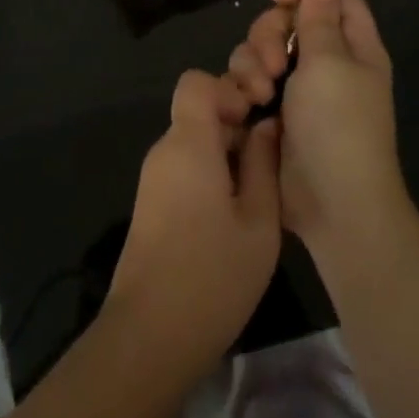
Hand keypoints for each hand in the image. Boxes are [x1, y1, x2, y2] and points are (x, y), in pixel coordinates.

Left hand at [106, 69, 282, 378]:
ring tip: (258, 193)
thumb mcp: (259, 222)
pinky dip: (210, 173)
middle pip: (197, 111)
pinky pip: (184, 167)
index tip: (256, 118)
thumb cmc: (213, 275)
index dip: (228, 89)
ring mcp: (154, 178)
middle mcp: (165, 150)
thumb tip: (267, 125)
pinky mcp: (152, 203)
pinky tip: (234, 214)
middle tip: (268, 162)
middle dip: (234, 123)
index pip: (196, 82)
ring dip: (226, 152)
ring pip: (193, 141)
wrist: (149, 335)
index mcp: (188, 143)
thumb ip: (264, 165)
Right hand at [228, 0, 410, 264]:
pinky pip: (250, 78)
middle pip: (288, 19)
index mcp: (353, 46)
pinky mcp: (274, 110)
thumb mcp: (330, 63)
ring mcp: (299, 87)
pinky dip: (244, 84)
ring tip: (259, 92)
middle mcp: (326, 61)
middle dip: (270, 32)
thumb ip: (320, 18)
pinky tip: (246, 105)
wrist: (333, 204)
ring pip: (262, 48)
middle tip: (274, 62)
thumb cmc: (339, 126)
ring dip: (253, 61)